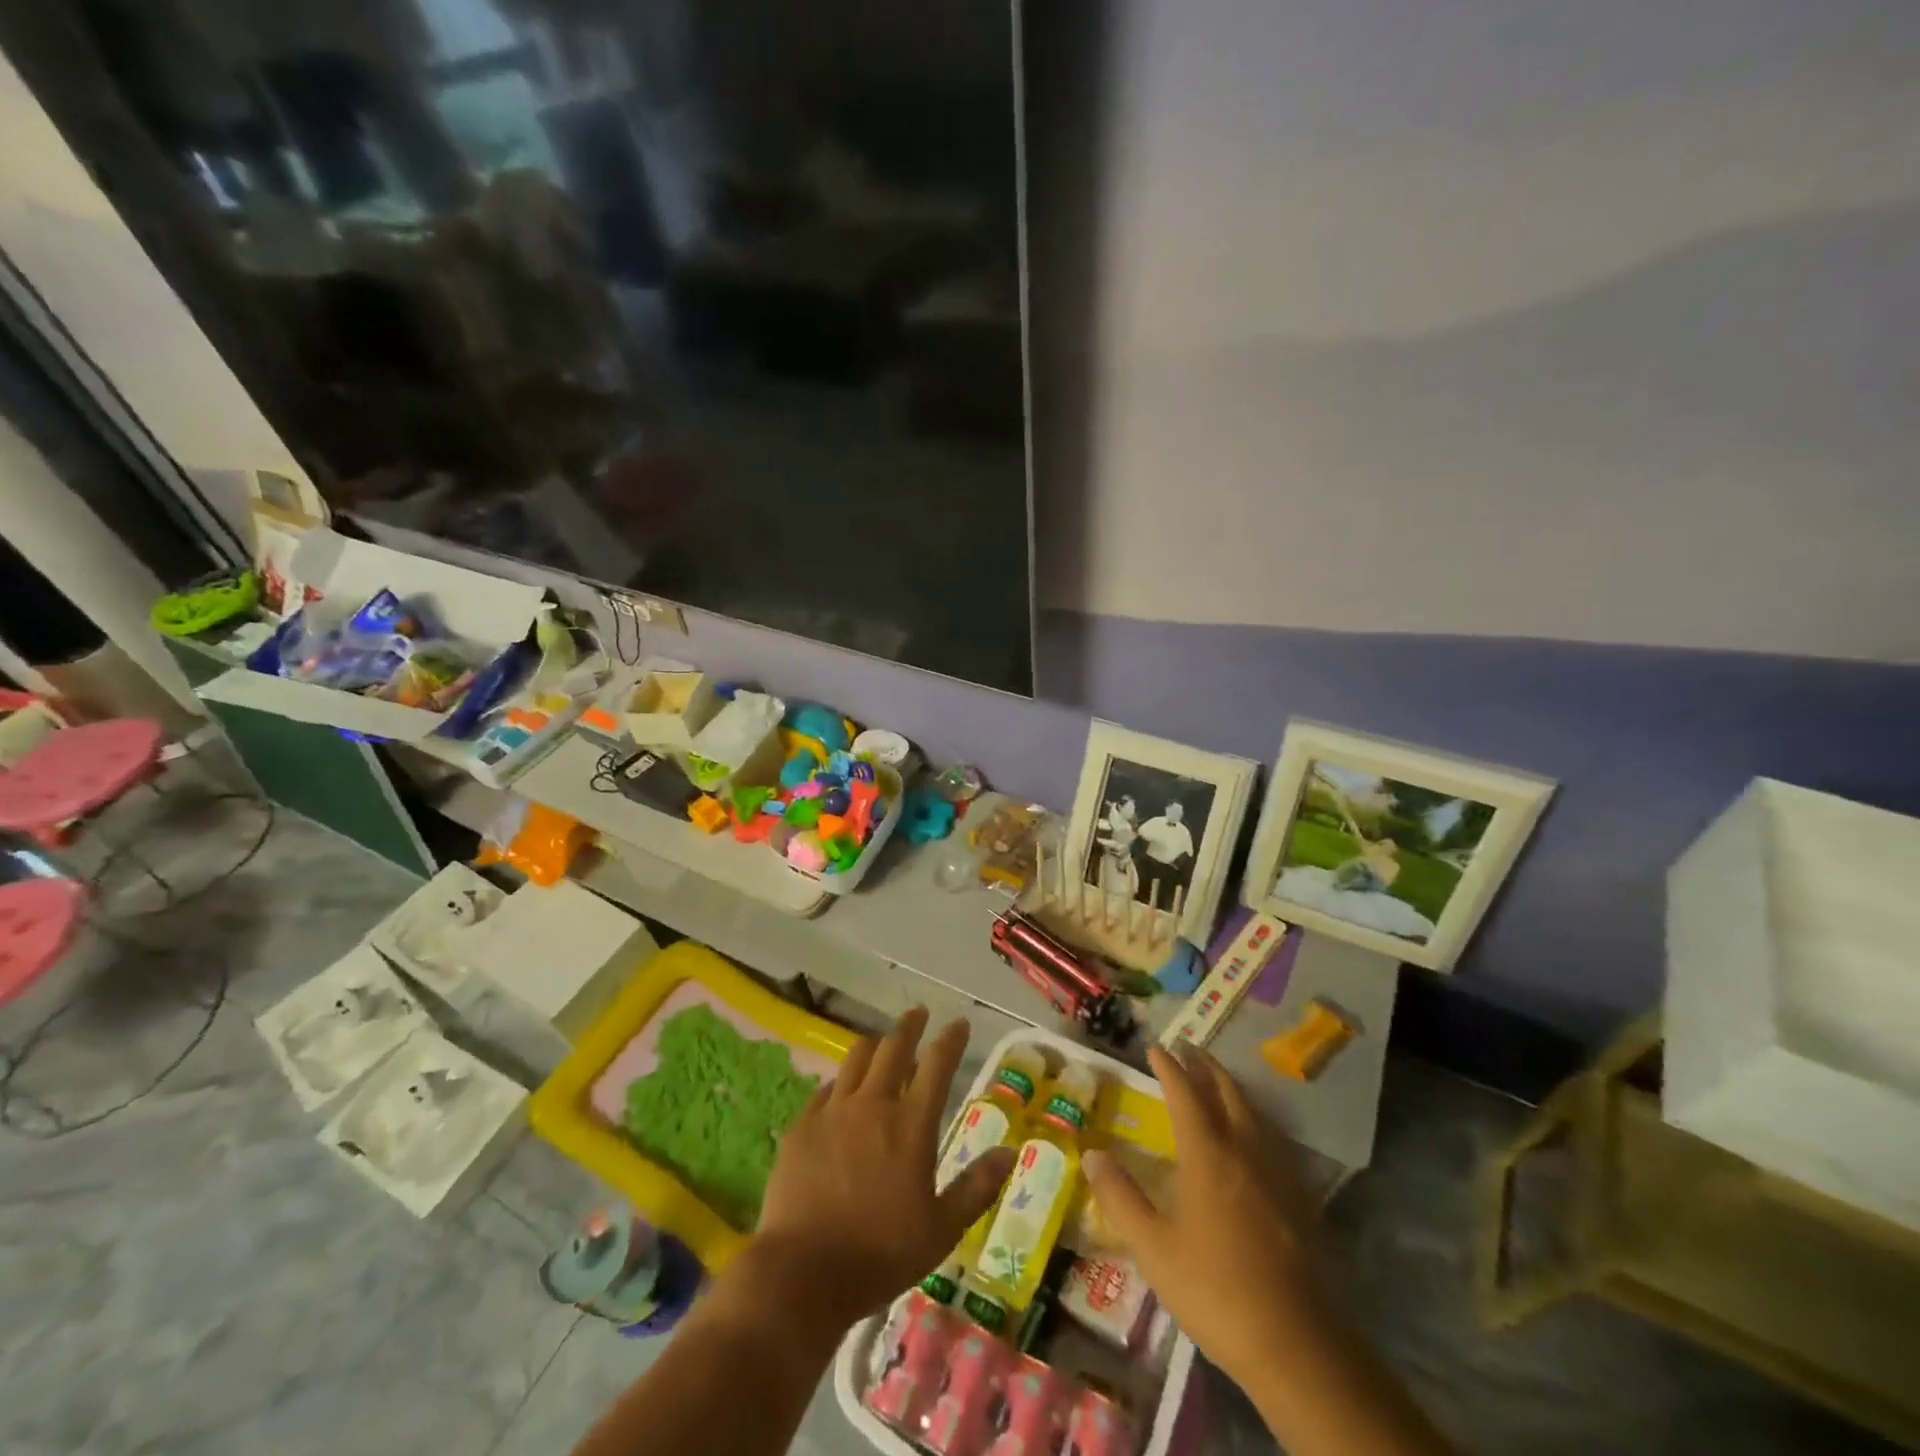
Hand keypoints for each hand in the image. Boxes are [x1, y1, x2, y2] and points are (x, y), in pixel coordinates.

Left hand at [754, 1008, 1014, 1328]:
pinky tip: (840, 1089)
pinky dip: (841, 1081)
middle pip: (893, 1048)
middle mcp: (873, 1104)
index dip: (951, 1040)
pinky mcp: (802, 1125)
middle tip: (918, 1013)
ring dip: (873, 1045)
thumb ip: (976, 1187)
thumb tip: (1009, 1152)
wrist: (803, 1272)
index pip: (937, 1065)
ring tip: (880, 1042)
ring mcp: (833, 1111)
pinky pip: (825, 1089)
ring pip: (856, 1058)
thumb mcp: (942, 1230)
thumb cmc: (881, 1254)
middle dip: (910, 1025)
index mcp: (911, 1125)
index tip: (959, 1024)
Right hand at [1083, 1046, 1320, 1391]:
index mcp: (1207, 1154)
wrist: (1293, 1342)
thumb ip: (1120, 1196)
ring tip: (1216, 1079)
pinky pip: (1272, 1137)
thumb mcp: (1152, 1247)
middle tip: (1188, 1048)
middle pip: (1226, 1091)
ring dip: (1231, 1087)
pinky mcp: (1298, 1197)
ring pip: (1253, 1111)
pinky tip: (1252, 1134)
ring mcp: (1276, 1172)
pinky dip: (1254, 1118)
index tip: (1155, 1047)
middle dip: (1205, 1066)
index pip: (1185, 1093)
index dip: (1169, 1067)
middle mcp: (1244, 1150)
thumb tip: (1091, 1153)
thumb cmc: (1213, 1288)